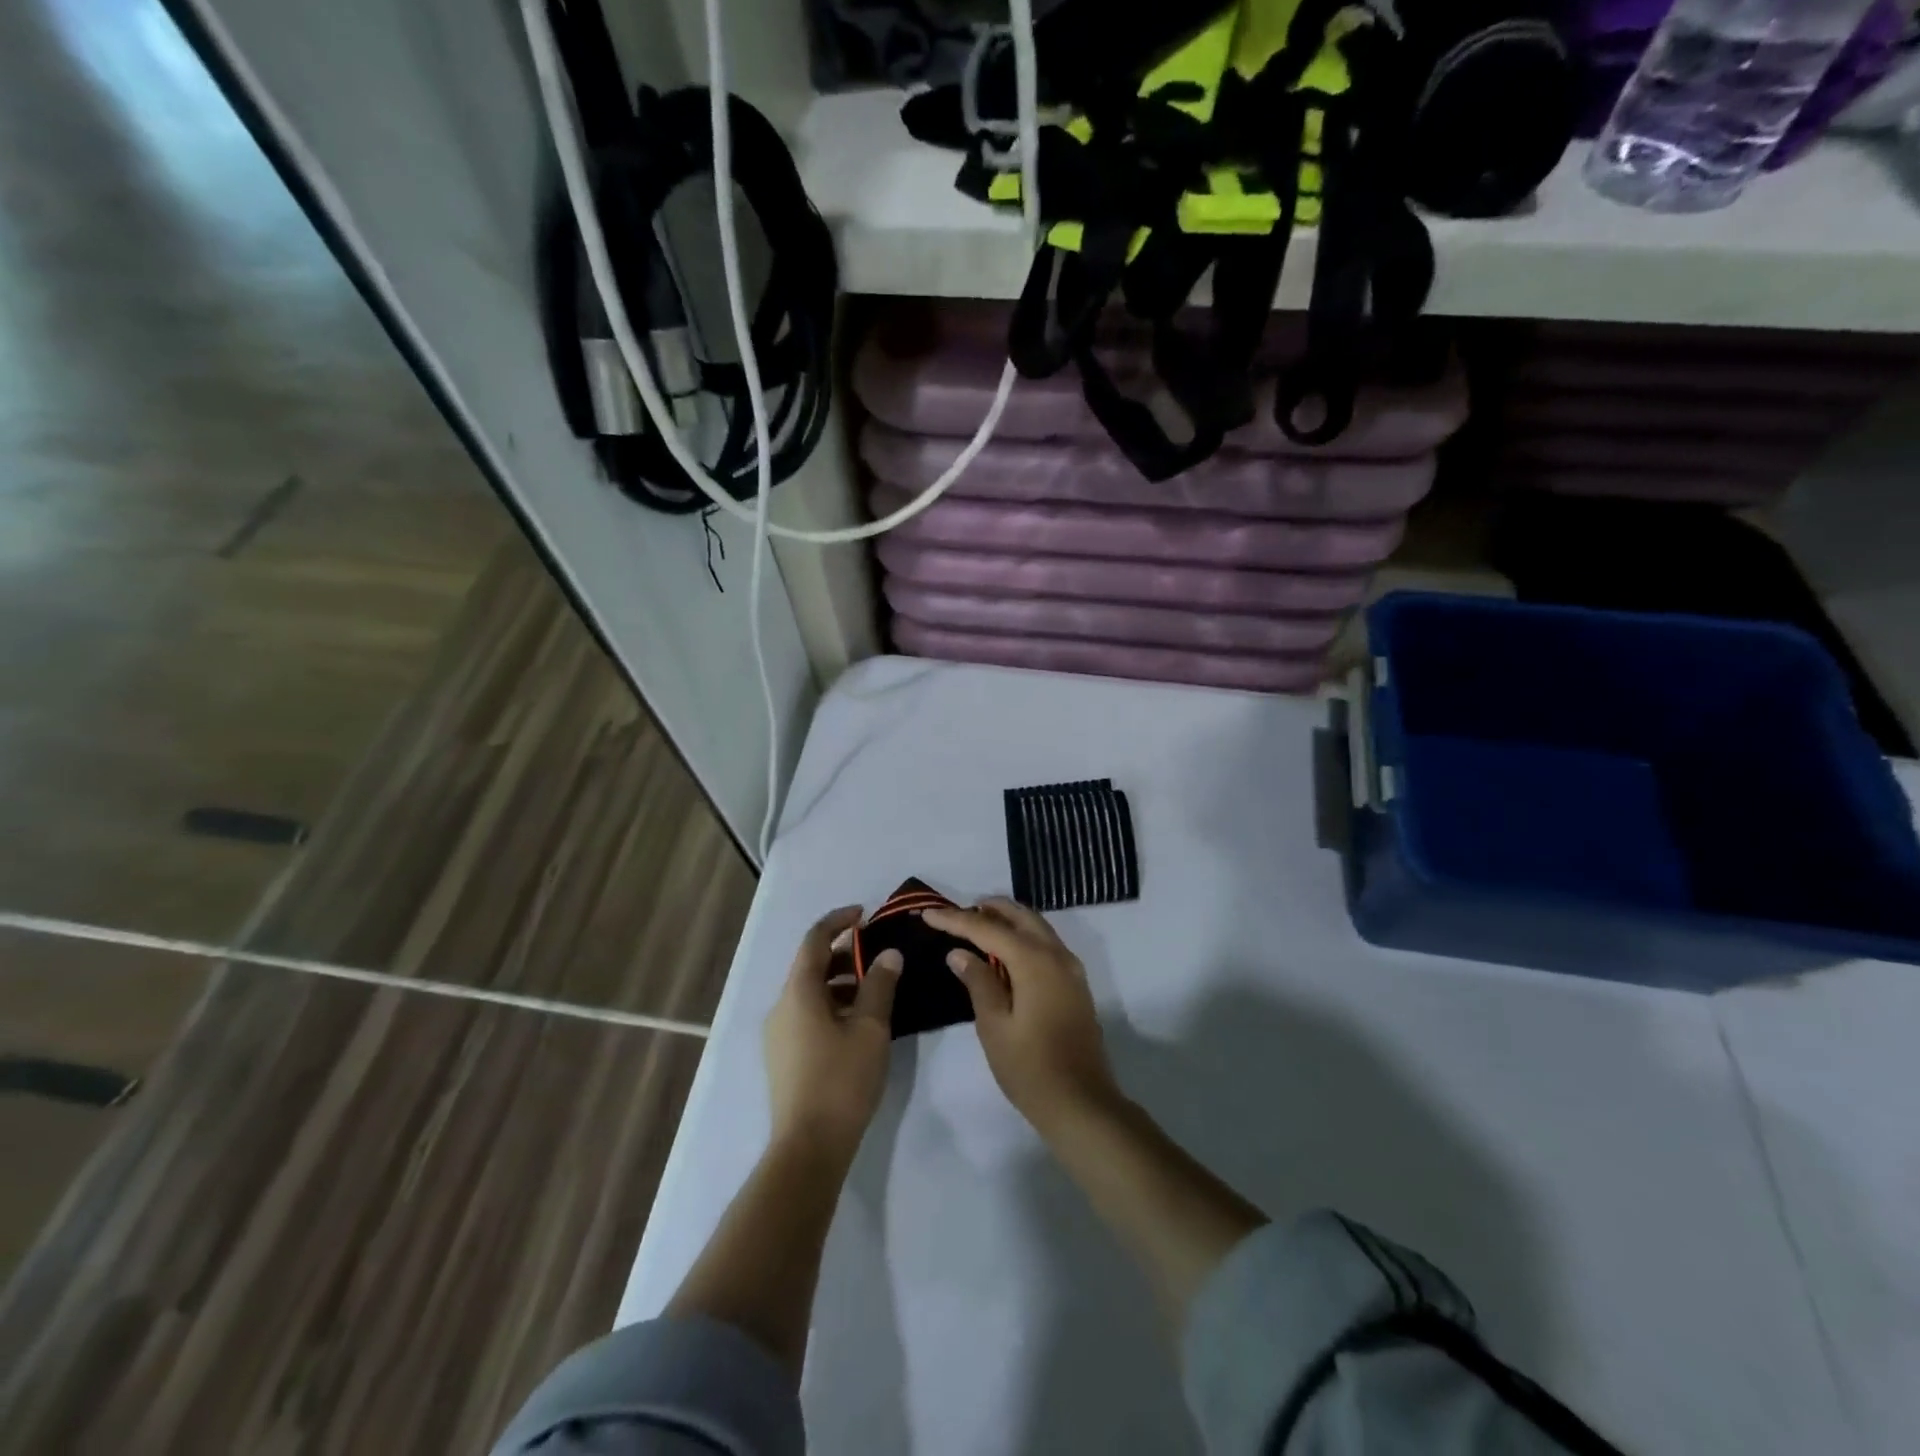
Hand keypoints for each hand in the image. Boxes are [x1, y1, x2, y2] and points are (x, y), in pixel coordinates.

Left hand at [764, 906, 900, 1160]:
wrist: (808, 1148)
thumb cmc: (842, 1080)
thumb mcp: (870, 1028)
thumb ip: (880, 985)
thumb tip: (889, 954)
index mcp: (798, 992)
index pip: (815, 940)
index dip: (839, 921)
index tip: (865, 914)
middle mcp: (781, 1007)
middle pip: (811, 966)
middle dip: (844, 954)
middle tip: (879, 955)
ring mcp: (778, 1034)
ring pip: (810, 993)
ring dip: (840, 982)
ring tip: (875, 991)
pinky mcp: (783, 1057)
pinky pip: (807, 1015)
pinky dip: (832, 1006)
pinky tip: (858, 1024)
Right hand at [923, 898, 1119, 1134]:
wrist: (1081, 1103)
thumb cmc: (1030, 1068)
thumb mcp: (994, 1026)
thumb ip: (978, 982)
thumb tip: (960, 953)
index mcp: (1034, 961)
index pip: (988, 929)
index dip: (956, 920)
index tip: (928, 914)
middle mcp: (1057, 955)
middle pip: (1019, 916)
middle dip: (987, 909)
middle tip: (956, 914)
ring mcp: (1071, 969)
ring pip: (1036, 927)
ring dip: (1007, 920)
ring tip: (976, 925)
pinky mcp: (1075, 984)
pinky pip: (1046, 944)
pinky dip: (1023, 936)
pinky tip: (1004, 952)